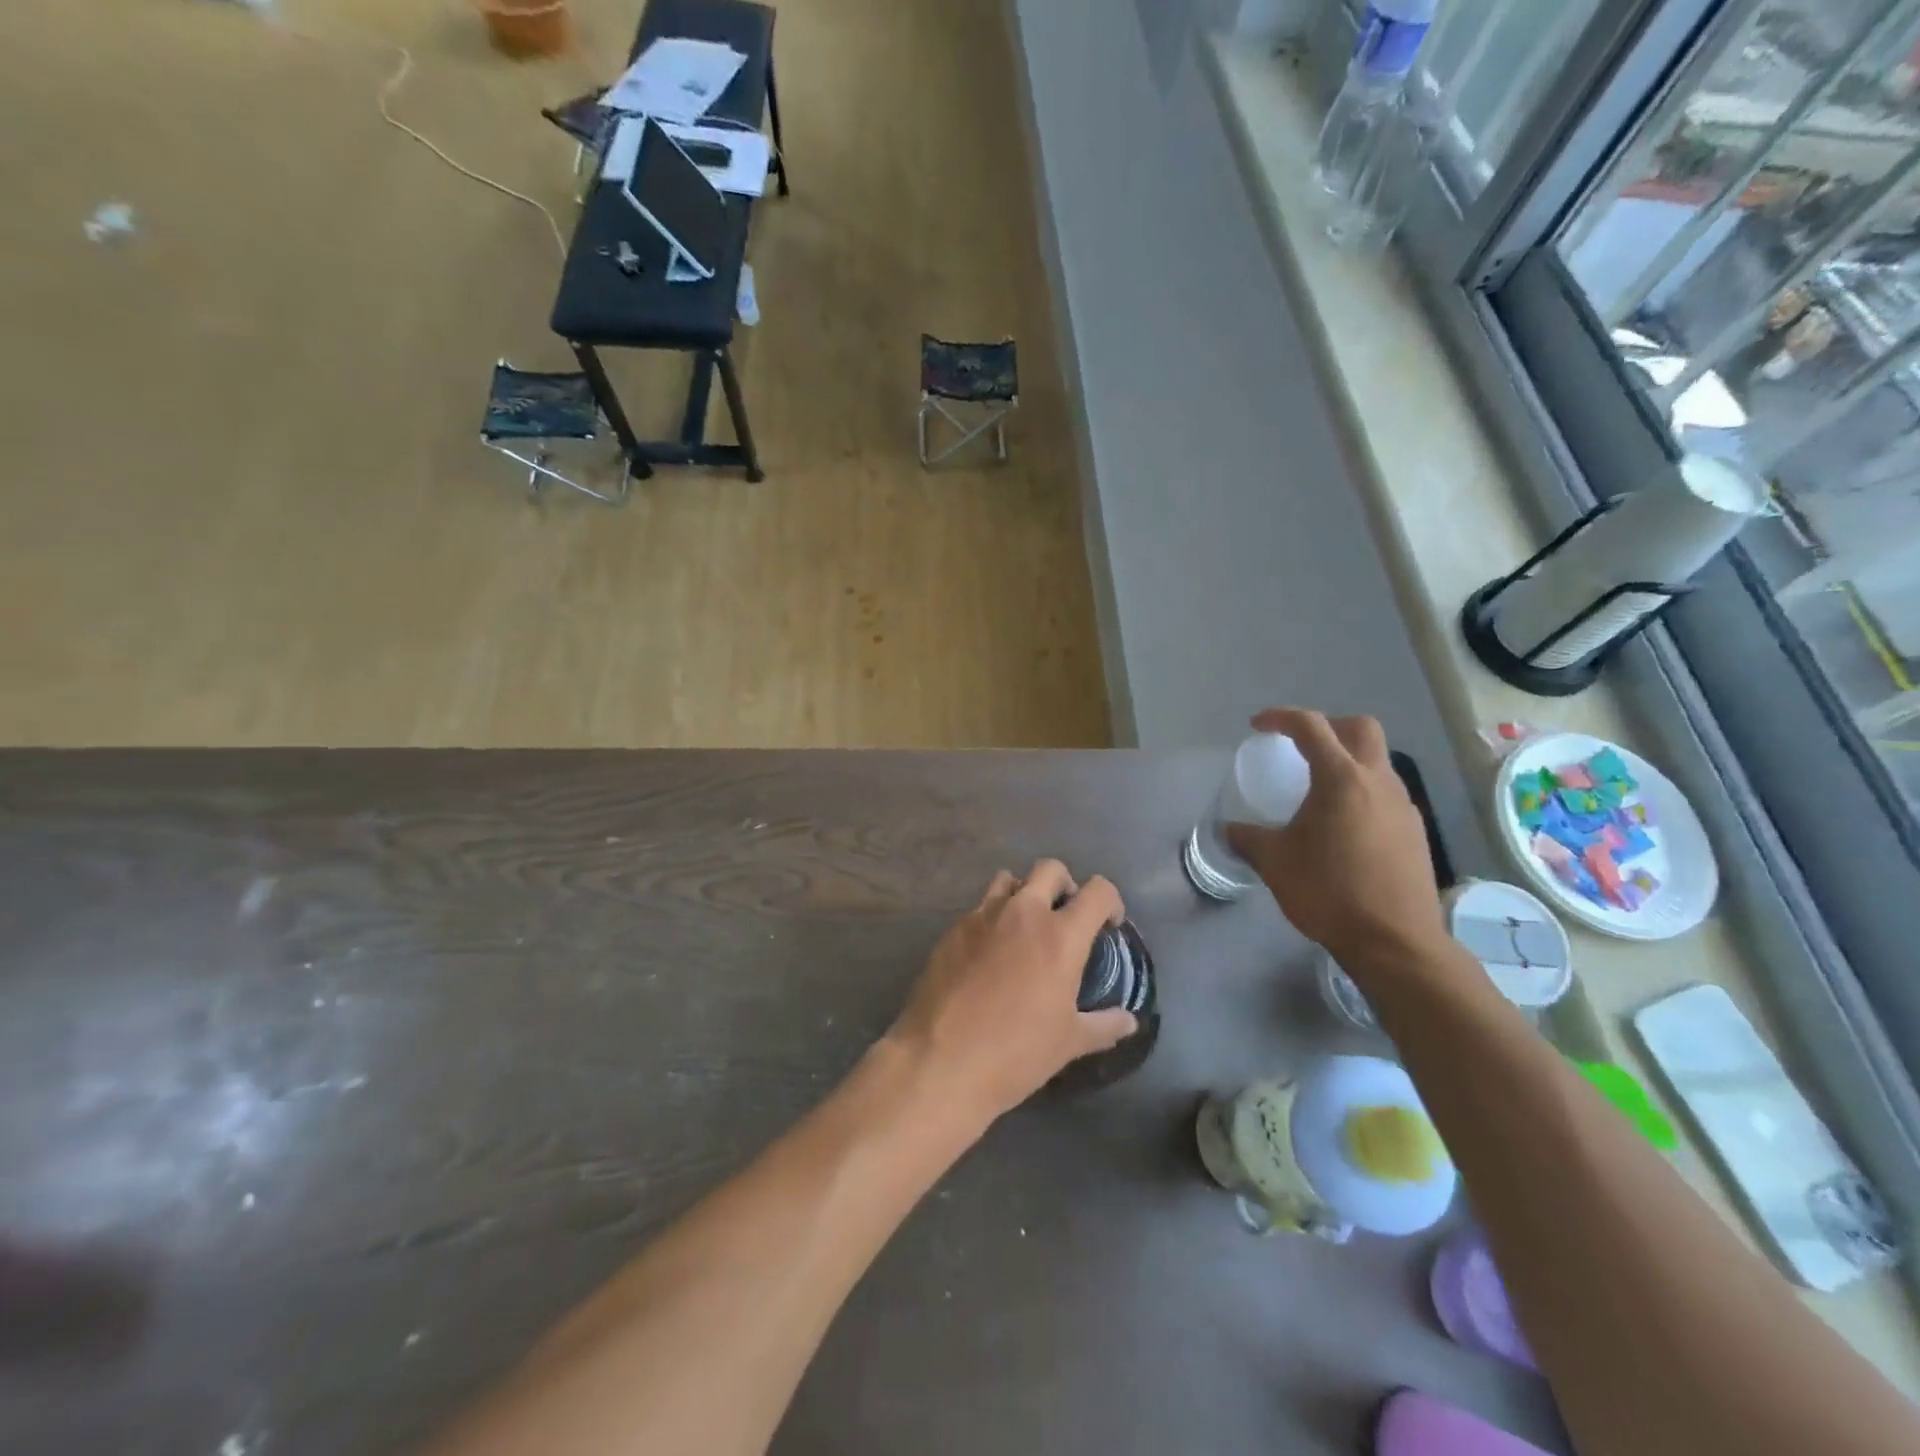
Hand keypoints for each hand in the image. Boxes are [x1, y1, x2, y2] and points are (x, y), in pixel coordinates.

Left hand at [884, 860, 1135, 1123]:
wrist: (941, 1061)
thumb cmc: (1016, 1053)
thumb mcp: (1068, 1043)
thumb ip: (1103, 1025)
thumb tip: (1129, 1021)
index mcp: (1060, 935)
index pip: (1097, 892)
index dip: (1111, 902)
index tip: (1109, 924)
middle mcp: (1022, 913)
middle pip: (1050, 869)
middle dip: (1065, 885)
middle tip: (1066, 917)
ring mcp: (982, 916)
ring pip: (1009, 880)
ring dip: (1024, 894)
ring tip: (1026, 928)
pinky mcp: (952, 929)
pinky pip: (979, 908)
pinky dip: (992, 918)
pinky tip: (990, 953)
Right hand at [1226, 708, 1446, 969]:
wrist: (1394, 941)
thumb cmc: (1328, 892)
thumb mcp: (1275, 862)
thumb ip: (1249, 839)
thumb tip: (1230, 831)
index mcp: (1341, 779)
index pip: (1311, 727)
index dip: (1281, 718)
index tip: (1258, 725)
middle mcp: (1378, 782)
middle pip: (1361, 729)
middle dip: (1329, 726)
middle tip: (1301, 746)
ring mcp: (1404, 806)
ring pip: (1378, 762)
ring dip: (1348, 761)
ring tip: (1320, 791)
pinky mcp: (1415, 832)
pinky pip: (1387, 794)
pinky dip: (1363, 792)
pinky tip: (1345, 825)